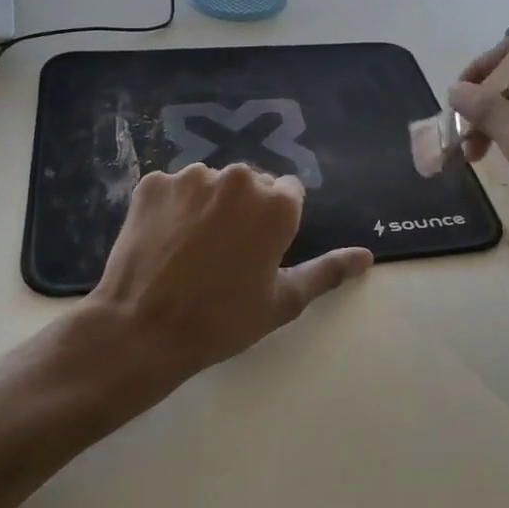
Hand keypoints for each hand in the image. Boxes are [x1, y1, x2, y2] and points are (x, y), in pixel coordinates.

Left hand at [77, 164, 371, 413]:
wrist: (142, 330)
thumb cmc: (223, 320)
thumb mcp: (283, 301)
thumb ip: (327, 271)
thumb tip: (365, 256)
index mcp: (277, 203)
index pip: (289, 193)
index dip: (276, 222)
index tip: (261, 250)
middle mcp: (238, 178)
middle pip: (250, 184)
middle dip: (243, 209)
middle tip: (225, 253)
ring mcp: (191, 177)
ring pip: (210, 183)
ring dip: (208, 205)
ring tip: (191, 248)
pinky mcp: (152, 183)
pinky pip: (173, 189)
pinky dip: (172, 207)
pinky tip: (163, 240)